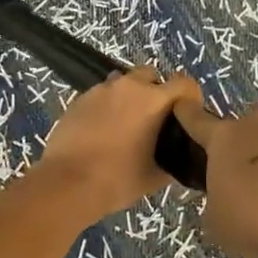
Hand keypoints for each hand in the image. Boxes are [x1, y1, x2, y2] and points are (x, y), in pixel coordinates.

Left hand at [35, 67, 202, 219]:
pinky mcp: (79, 99)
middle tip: (155, 119)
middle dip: (156, 91)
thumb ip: (172, 160)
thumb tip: (176, 157)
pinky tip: (102, 131)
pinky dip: (107, 106)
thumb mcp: (155, 176)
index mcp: (153, 100)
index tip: (187, 115)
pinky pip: (101, 95)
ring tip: (127, 124)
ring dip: (129, 97)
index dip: (190, 96)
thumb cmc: (118, 179)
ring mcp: (100, 90)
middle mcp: (127, 86)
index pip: (184, 83)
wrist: (67, 182)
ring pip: (123, 83)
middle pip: (151, 75)